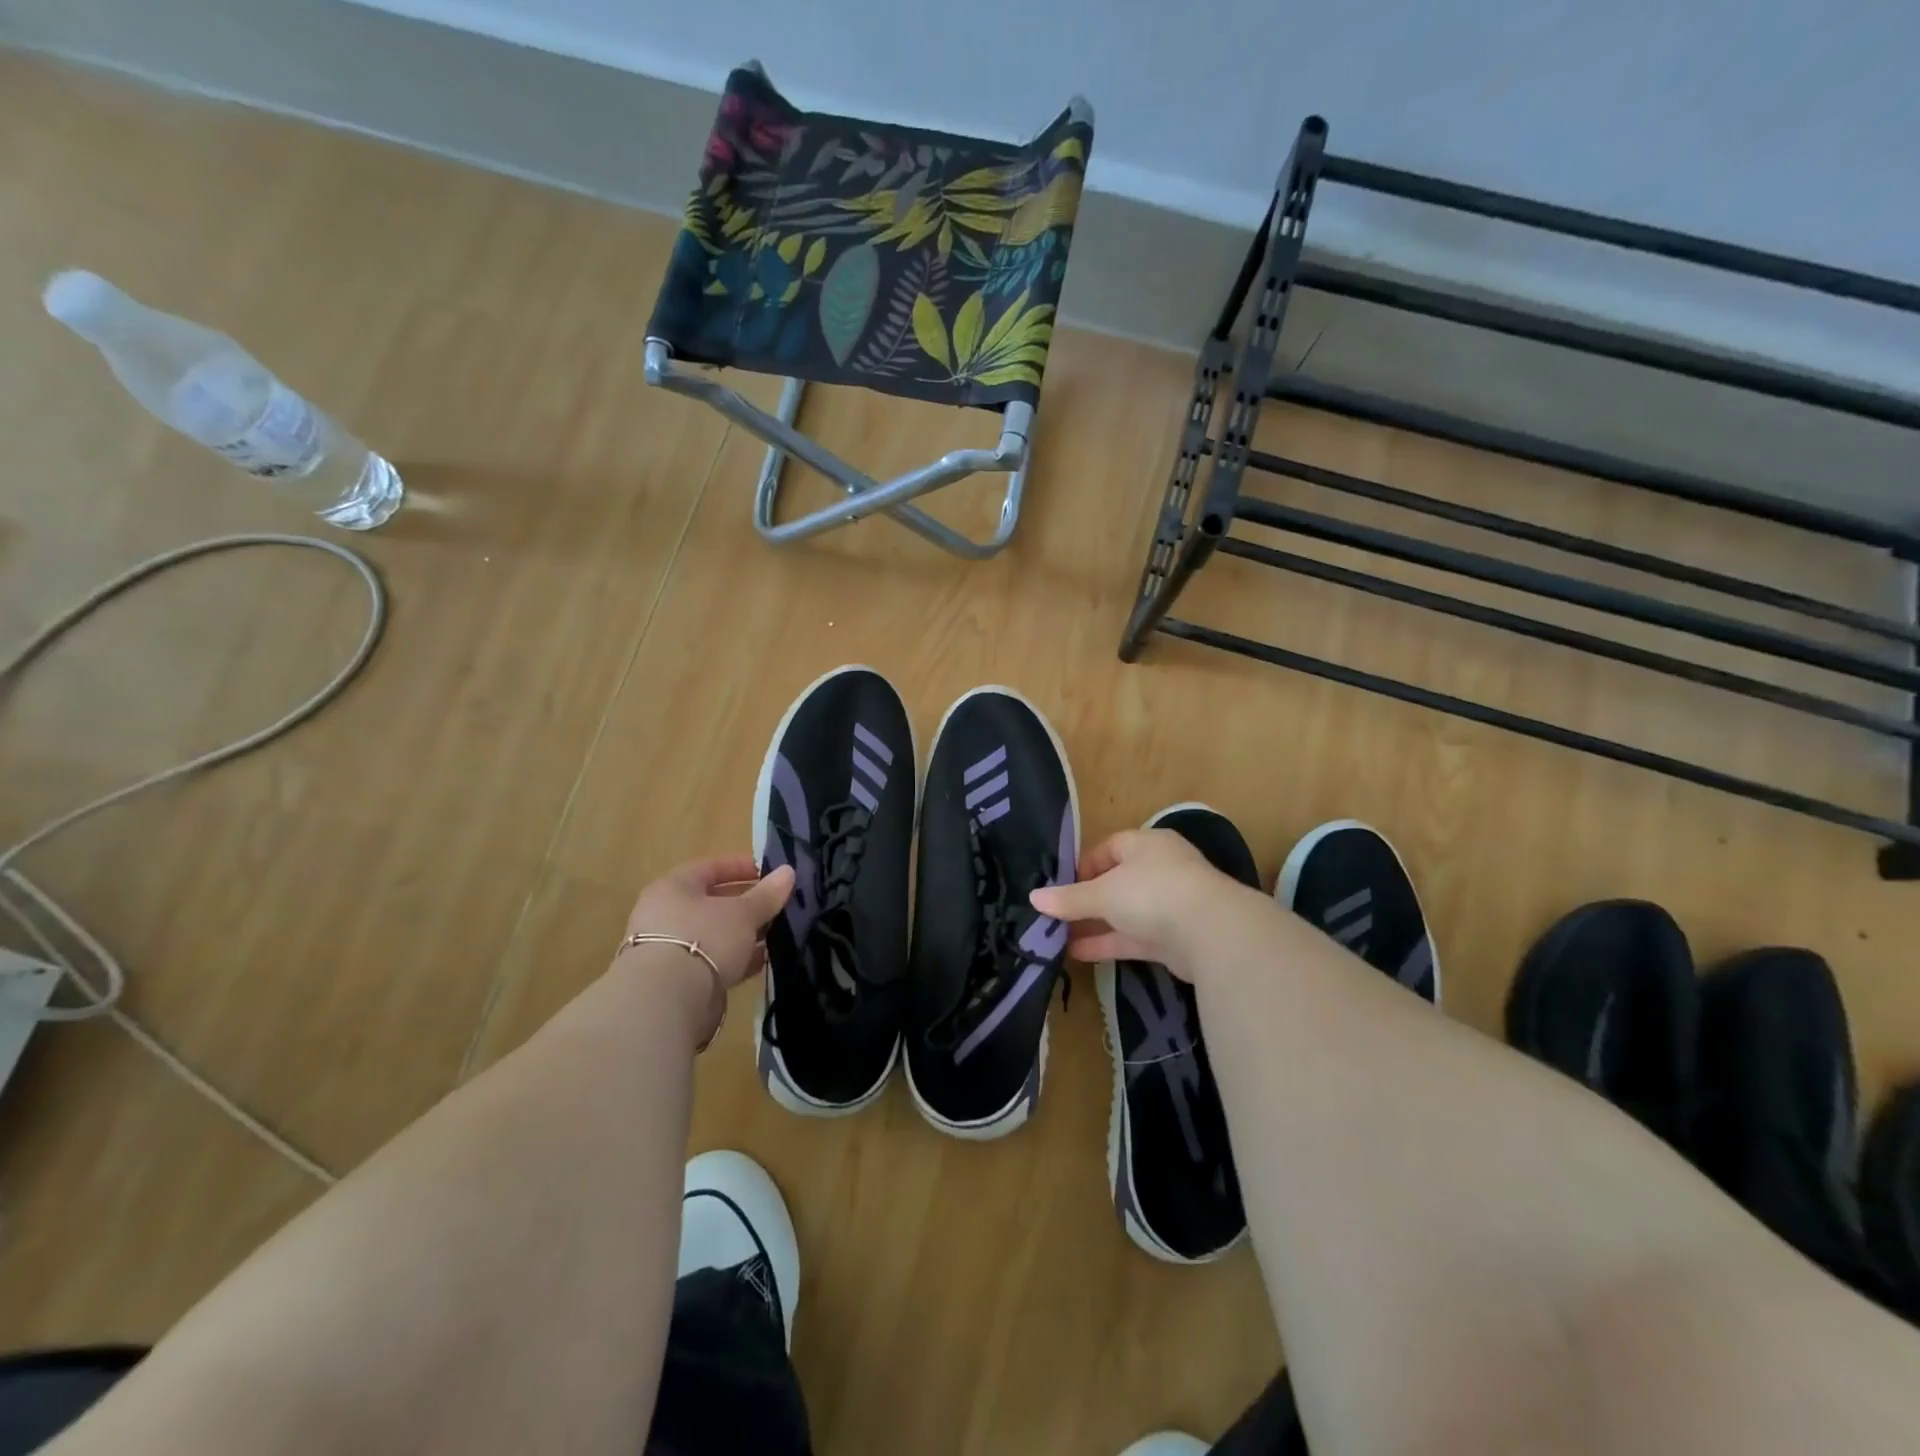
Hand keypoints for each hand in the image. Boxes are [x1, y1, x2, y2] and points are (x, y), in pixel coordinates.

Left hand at [622, 856, 794, 990]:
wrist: (667, 1000)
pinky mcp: (679, 980)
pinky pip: (714, 960)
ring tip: (778, 932)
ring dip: (745, 933)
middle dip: (747, 903)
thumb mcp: (743, 913)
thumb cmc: (704, 938)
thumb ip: (766, 894)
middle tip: (778, 904)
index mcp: (673, 887)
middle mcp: (666, 914)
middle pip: (713, 902)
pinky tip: (764, 959)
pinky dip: (737, 958)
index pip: (710, 868)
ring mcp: (670, 948)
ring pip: (715, 934)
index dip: (741, 867)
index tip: (770, 873)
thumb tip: (788, 872)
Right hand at [1029, 828, 1245, 974]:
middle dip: (1087, 900)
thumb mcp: (1103, 893)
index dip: (1083, 867)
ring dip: (1095, 924)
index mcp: (1146, 844)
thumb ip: (1069, 898)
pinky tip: (1078, 954)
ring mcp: (1170, 904)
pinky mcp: (1175, 937)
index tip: (1061, 888)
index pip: (1108, 848)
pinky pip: (1135, 936)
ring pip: (1125, 912)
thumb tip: (1034, 897)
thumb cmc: (1152, 893)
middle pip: (1116, 882)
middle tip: (1057, 916)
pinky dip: (1110, 943)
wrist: (1212, 932)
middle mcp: (1160, 869)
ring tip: (1059, 938)